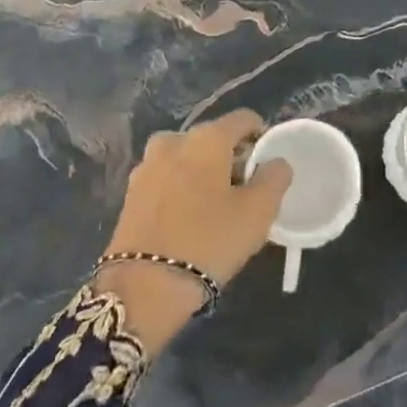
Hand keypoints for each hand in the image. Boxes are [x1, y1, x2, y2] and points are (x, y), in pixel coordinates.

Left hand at [94, 110, 291, 350]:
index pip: (242, 119)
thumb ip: (275, 178)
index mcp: (206, 138)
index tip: (267, 165)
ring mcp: (146, 166)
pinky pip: (166, 179)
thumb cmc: (209, 241)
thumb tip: (275, 162)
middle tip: (243, 191)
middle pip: (212, 139)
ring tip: (215, 207)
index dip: (260, 136)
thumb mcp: (259, 212)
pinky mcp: (131, 193)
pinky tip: (188, 219)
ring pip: (186, 159)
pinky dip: (181, 189)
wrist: (144, 286)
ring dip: (203, 173)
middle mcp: (173, 141)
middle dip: (230, 157)